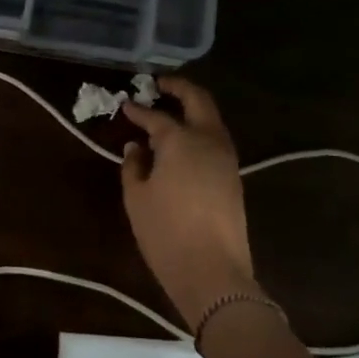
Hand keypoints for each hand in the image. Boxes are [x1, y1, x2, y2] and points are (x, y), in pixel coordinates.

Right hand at [120, 78, 257, 325]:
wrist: (213, 272)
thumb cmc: (166, 233)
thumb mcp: (137, 198)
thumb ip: (133, 166)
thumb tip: (136, 147)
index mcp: (181, 139)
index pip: (155, 116)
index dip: (138, 110)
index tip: (125, 105)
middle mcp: (208, 139)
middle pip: (198, 100)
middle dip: (179, 87)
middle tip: (159, 84)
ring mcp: (227, 157)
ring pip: (212, 119)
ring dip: (193, 109)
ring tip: (170, 112)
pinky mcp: (234, 176)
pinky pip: (216, 140)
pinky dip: (200, 131)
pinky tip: (183, 143)